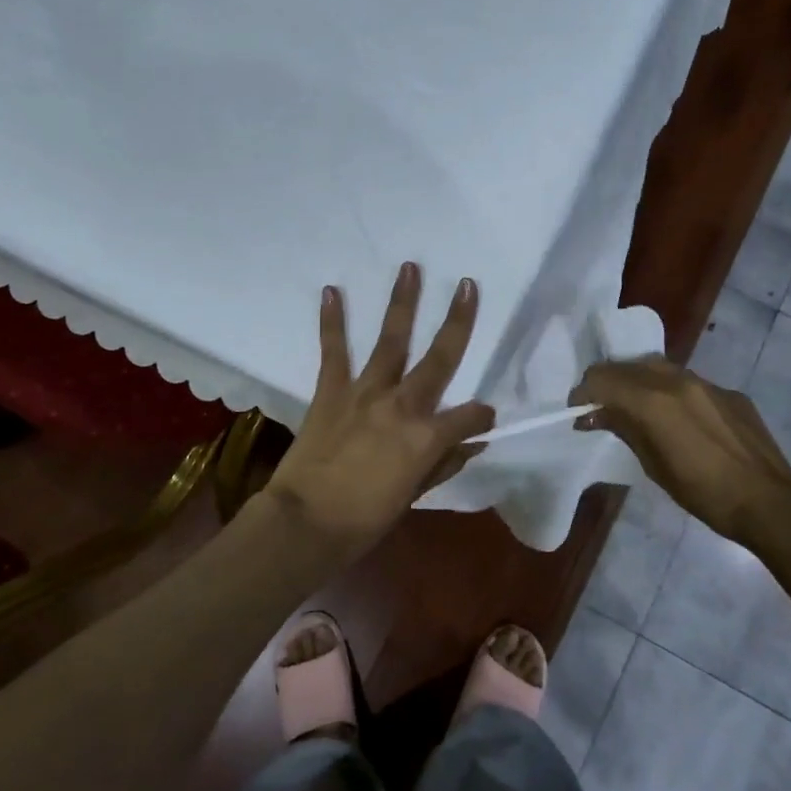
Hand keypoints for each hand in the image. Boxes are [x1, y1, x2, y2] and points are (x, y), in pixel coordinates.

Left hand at [263, 262, 495, 565]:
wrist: (306, 522)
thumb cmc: (365, 519)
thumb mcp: (413, 495)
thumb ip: (443, 463)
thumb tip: (472, 443)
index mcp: (428, 436)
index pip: (470, 416)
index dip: (481, 416)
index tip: (484, 417)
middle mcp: (403, 404)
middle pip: (440, 358)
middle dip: (458, 320)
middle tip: (467, 285)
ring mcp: (365, 392)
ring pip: (391, 340)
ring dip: (402, 303)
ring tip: (410, 268)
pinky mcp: (331, 391)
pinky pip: (333, 351)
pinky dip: (332, 322)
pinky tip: (332, 291)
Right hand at [569, 355, 790, 558]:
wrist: (770, 502)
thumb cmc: (704, 493)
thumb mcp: (653, 465)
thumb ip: (624, 429)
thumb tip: (594, 415)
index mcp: (653, 400)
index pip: (602, 378)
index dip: (584, 392)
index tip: (578, 412)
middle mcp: (677, 380)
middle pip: (627, 366)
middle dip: (607, 383)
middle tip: (600, 409)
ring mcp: (706, 383)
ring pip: (657, 367)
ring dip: (637, 382)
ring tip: (634, 409)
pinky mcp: (729, 392)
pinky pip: (688, 382)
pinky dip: (669, 391)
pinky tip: (676, 418)